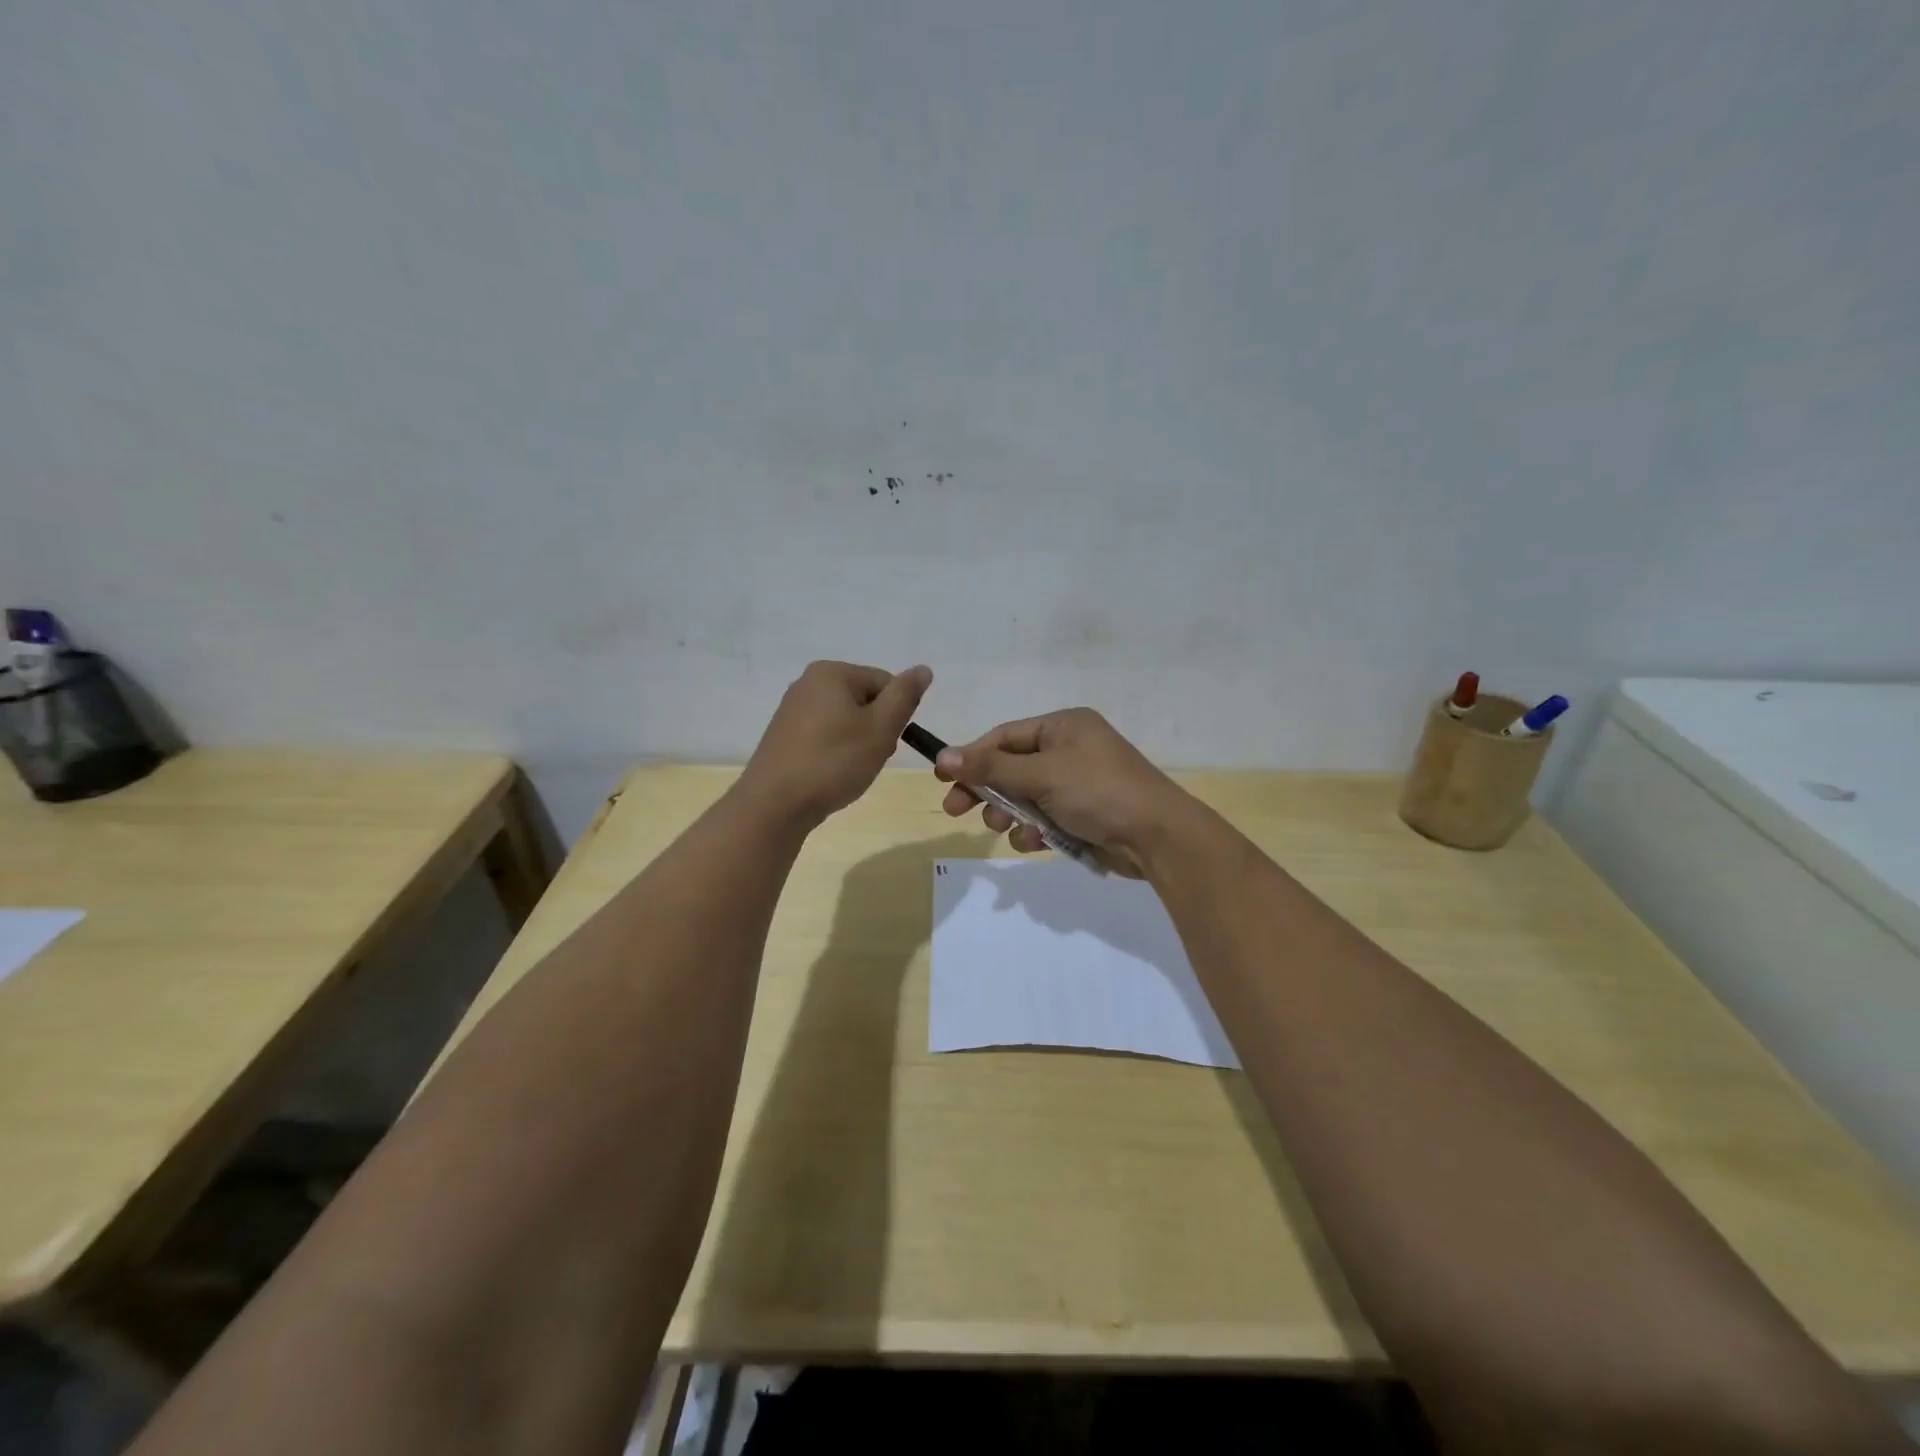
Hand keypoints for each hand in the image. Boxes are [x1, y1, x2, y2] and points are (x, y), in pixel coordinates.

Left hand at [739, 661, 931, 827]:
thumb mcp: (880, 728)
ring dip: (858, 743)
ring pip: (845, 720)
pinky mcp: (784, 735)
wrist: (775, 804)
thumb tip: (923, 669)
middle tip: (870, 758)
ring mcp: (792, 709)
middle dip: (876, 728)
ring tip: (850, 770)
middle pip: (864, 699)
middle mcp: (808, 682)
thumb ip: (904, 696)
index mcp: (831, 672)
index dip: (895, 715)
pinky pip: (824, 735)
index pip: (885, 683)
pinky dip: (835, 751)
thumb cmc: (833, 762)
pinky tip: (831, 773)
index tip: (887, 743)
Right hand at [933, 708, 1195, 873]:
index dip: (972, 756)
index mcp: (1063, 727)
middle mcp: (1069, 750)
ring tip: (1004, 827)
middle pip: (1010, 768)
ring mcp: (1076, 784)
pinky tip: (1033, 842)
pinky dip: (1033, 831)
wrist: (1157, 837)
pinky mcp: (1081, 815)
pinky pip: (1043, 818)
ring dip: (1009, 813)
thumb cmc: (1099, 791)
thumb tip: (943, 756)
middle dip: (986, 790)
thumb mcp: (1042, 775)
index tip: (942, 777)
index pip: (1004, 737)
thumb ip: (991, 769)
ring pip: (1024, 797)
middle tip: (955, 811)